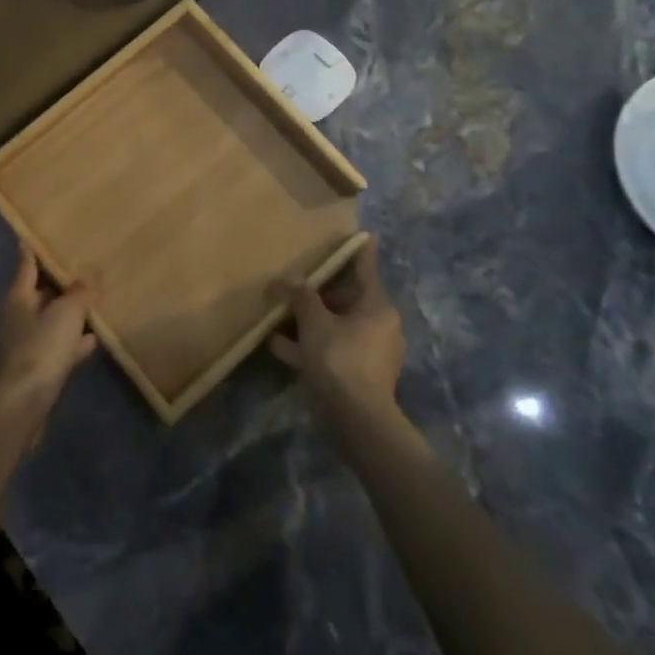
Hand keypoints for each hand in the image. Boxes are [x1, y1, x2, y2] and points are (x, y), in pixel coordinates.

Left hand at [0, 248, 96, 449]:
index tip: (33, 235)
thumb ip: (79, 293)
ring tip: (93, 303)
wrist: (19, 407)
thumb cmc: (39, 350)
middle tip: (81, 268)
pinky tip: (92, 341)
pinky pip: (58, 348)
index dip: (31, 249)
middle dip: (58, 283)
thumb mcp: (66, 314)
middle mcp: (18, 316)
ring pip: (50, 321)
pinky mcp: (35, 371)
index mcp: (18, 296)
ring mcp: (25, 344)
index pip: (26, 264)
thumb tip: (88, 277)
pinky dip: (73, 343)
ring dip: (68, 314)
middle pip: (39, 292)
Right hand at [269, 236, 417, 439]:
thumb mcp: (314, 322)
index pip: (367, 269)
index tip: (364, 233)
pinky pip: (329, 348)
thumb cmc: (341, 360)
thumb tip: (284, 282)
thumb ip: (299, 297)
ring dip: (307, 319)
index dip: (360, 250)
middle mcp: (378, 326)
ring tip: (278, 309)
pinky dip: (307, 344)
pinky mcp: (355, 374)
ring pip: (334, 324)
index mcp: (377, 307)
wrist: (357, 421)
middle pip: (346, 298)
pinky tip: (276, 344)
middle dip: (318, 290)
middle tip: (296, 276)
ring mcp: (368, 351)